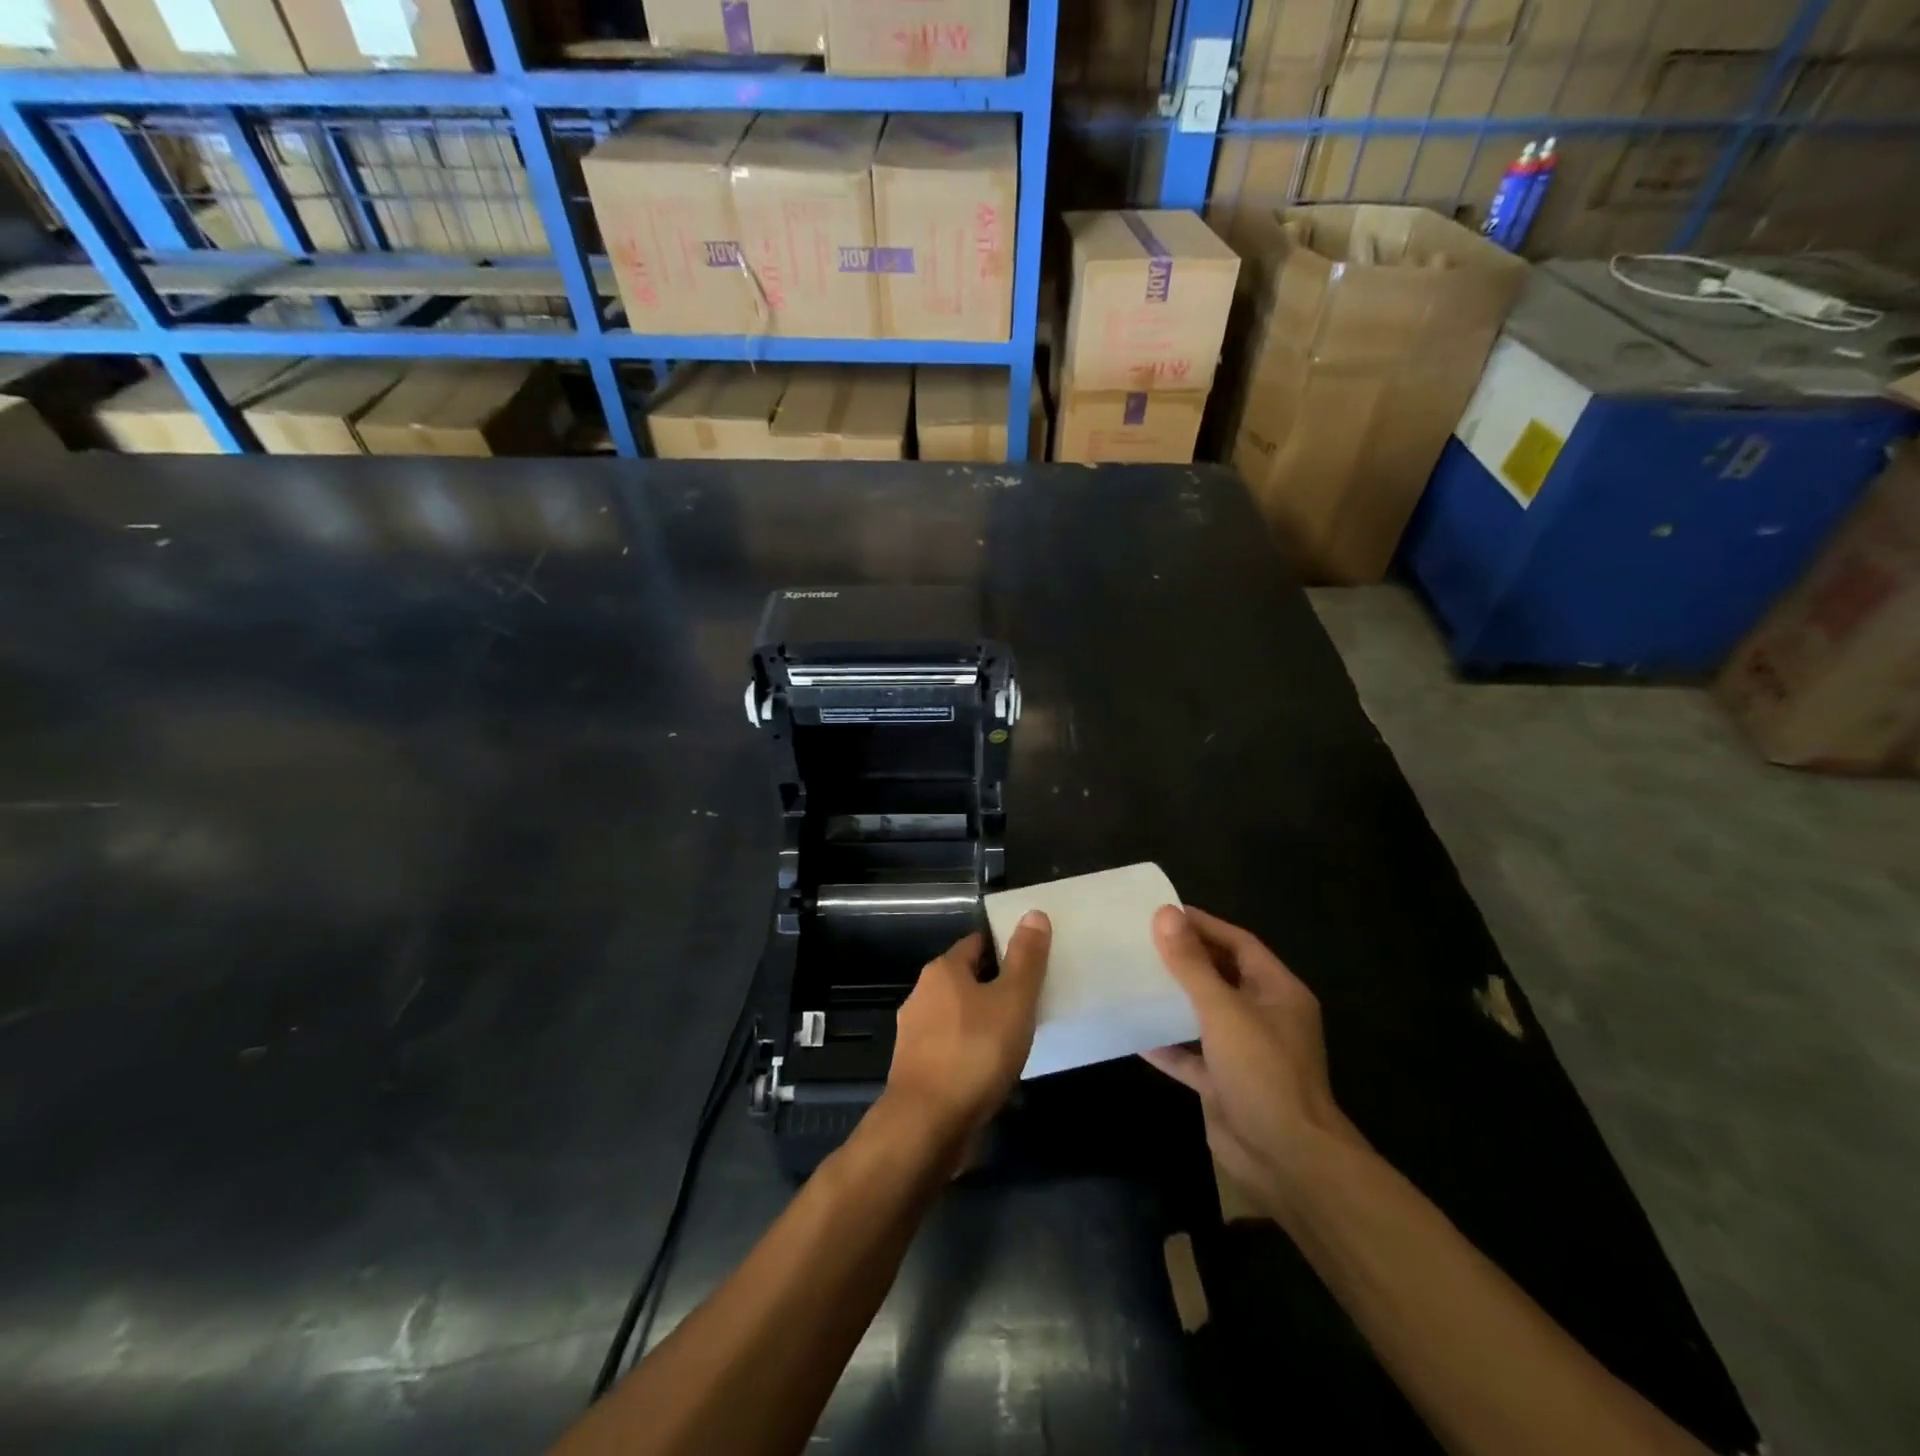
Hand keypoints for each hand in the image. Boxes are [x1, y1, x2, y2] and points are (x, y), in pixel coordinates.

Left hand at [884, 914, 1051, 1151]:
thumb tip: (1033, 912)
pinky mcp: (916, 1068)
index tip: (1032, 962)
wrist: (927, 1125)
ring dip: (983, 1022)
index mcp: (942, 971)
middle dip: (996, 987)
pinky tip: (991, 1069)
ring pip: (958, 1016)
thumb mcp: (1013, 1000)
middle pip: (966, 979)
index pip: (977, 944)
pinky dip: (971, 1051)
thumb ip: (1026, 959)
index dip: (1005, 948)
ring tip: (1017, 1037)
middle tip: (1031, 1001)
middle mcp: (922, 994)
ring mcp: (914, 1033)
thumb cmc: (975, 1052)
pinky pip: (951, 1048)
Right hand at [1142, 906, 1358, 1212]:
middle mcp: (1263, 1016)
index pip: (1238, 943)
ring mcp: (1244, 1052)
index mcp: (1277, 991)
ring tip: (1134, 977)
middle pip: (1221, 975)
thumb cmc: (1262, 1072)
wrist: (1287, 1160)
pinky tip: (1134, 1033)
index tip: (1163, 912)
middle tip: (1141, 940)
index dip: (1203, 925)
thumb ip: (1192, 964)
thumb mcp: (1223, 1010)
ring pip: (1204, 1014)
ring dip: (1174, 999)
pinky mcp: (1224, 1083)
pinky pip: (1191, 1055)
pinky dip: (1167, 1044)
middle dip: (1186, 958)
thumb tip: (1165, 914)